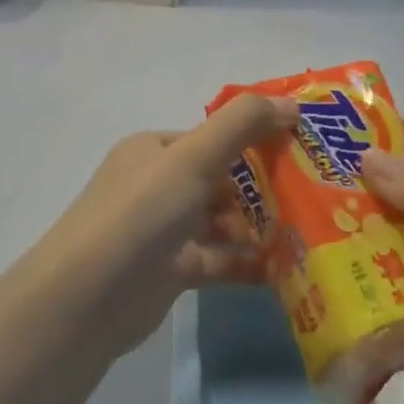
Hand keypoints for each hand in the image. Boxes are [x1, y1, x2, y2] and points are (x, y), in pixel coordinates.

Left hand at [31, 94, 296, 353]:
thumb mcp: (192, 159)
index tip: (307, 149)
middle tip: (317, 195)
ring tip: (309, 233)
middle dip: (266, 186)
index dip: (258, 138)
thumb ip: (241, 126)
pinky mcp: (173, 269)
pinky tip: (286, 268)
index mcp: (156, 149)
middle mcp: (158, 184)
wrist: (86, 300)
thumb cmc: (140, 215)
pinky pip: (220, 259)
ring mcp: (165, 229)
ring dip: (260, 226)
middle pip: (223, 178)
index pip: (215, 136)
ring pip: (224, 220)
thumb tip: (292, 103)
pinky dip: (248, 262)